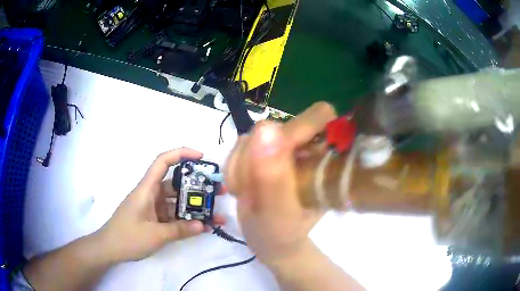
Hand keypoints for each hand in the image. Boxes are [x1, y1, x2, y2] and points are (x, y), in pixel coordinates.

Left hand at [96, 148, 225, 262]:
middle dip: (198, 186)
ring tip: (217, 214)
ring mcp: (153, 207)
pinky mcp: (154, 218)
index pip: (163, 162)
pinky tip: (202, 227)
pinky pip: (173, 215)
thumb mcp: (155, 235)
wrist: (109, 249)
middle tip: (219, 191)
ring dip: (195, 208)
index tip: (202, 157)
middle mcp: (151, 194)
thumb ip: (180, 230)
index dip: (181, 154)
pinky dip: (186, 220)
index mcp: (147, 189)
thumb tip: (204, 225)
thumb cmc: (127, 237)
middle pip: (176, 184)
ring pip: (177, 202)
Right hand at [224, 102, 336, 267]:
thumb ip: (273, 176)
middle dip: (256, 158)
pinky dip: (233, 168)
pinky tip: (242, 189)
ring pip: (250, 136)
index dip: (298, 132)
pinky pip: (237, 146)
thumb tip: (266, 129)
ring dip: (241, 167)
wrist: (268, 239)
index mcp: (325, 157)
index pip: (319, 116)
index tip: (279, 161)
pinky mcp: (260, 150)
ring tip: (248, 193)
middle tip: (254, 188)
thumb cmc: (281, 232)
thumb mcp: (279, 212)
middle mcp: (305, 145)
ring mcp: (280, 146)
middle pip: (273, 127)